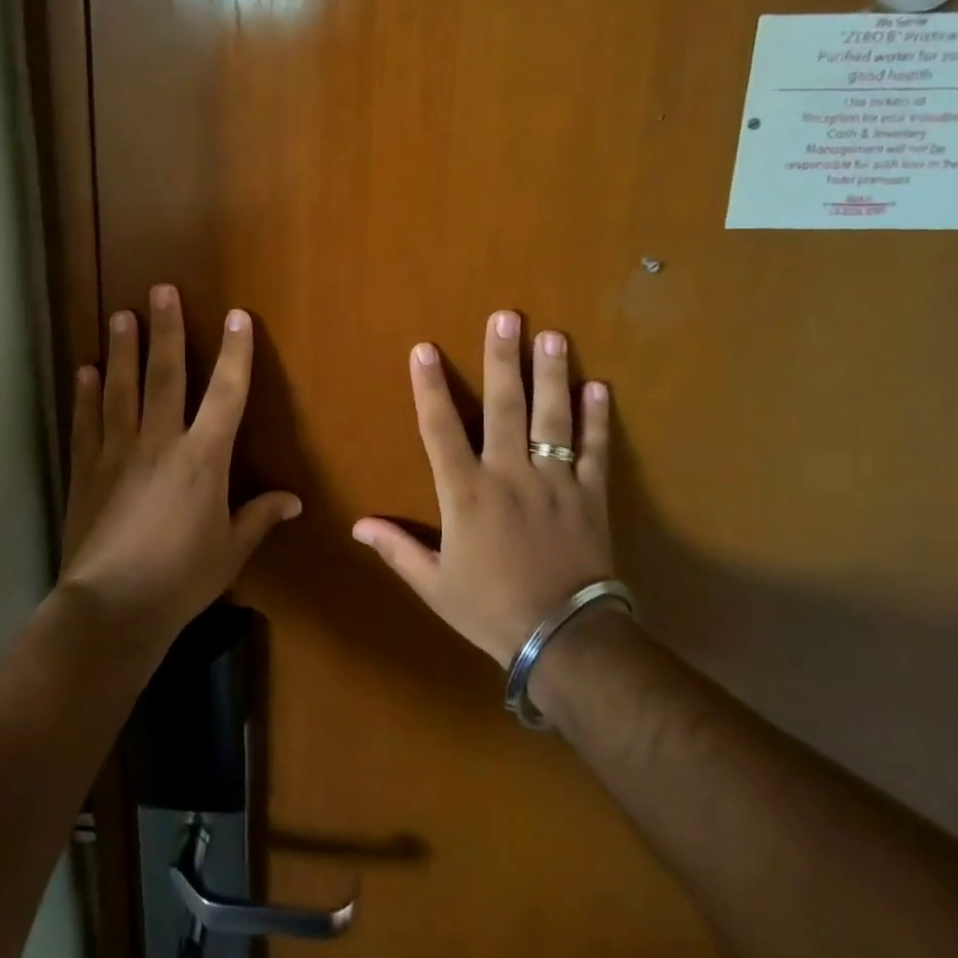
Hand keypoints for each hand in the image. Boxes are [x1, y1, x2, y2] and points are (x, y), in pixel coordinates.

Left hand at [59, 284, 301, 651]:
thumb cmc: (181, 579)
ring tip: (120, 316)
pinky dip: (86, 395)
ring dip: (122, 350)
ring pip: (121, 389)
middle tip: (160, 290)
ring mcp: (118, 452)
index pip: (227, 394)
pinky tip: (84, 371)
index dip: (236, 353)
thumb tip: (293, 500)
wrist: (112, 607)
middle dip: (166, 330)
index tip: (237, 317)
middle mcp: (160, 442)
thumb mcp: (230, 551)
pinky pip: (87, 423)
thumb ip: (259, 517)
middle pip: (166, 375)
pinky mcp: (86, 470)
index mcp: (203, 458)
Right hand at [354, 311, 613, 666]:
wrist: (565, 640)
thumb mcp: (435, 585)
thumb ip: (398, 549)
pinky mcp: (591, 497)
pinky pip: (595, 451)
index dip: (429, 387)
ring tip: (553, 337)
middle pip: (504, 407)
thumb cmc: (491, 609)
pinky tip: (599, 388)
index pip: (440, 430)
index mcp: (466, 494)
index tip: (424, 349)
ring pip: (553, 418)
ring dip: (552, 375)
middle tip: (507, 317)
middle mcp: (510, 475)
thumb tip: (358, 525)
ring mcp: (555, 483)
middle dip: (502, 360)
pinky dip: (597, 420)